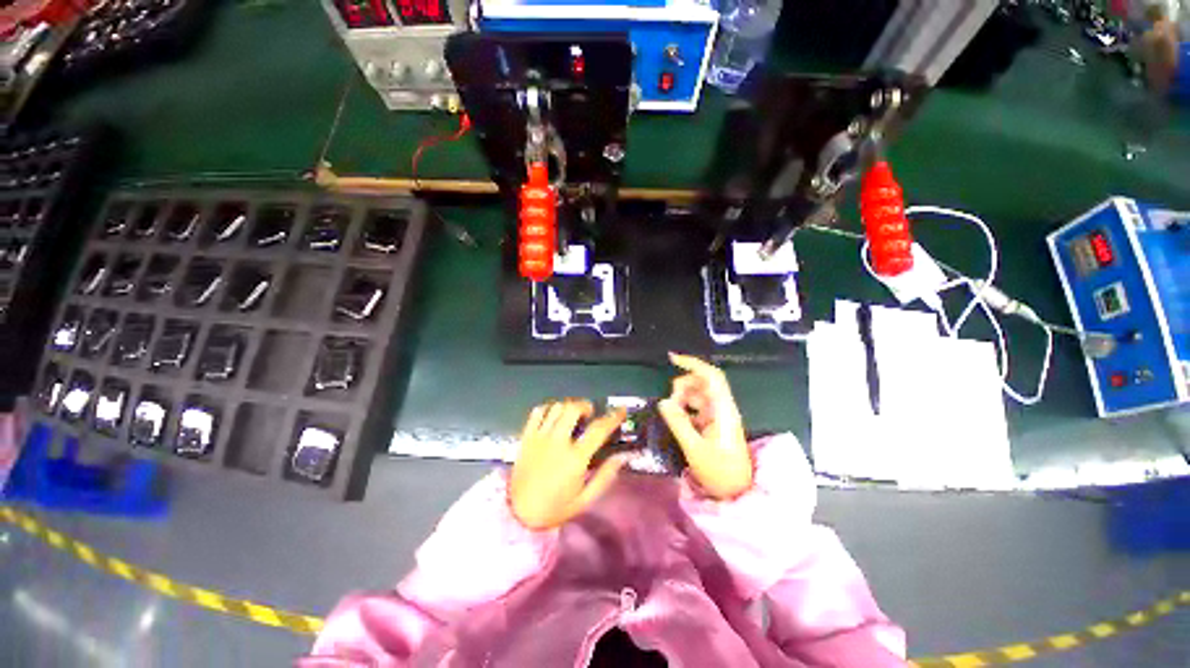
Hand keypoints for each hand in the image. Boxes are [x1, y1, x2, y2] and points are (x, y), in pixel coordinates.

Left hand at [509, 400, 628, 530]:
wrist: (518, 514)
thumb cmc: (555, 508)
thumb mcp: (585, 499)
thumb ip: (606, 476)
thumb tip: (624, 456)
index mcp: (575, 458)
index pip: (598, 429)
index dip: (613, 417)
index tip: (621, 411)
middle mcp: (557, 442)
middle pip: (574, 408)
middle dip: (586, 406)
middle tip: (590, 414)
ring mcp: (539, 437)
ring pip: (556, 407)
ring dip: (568, 406)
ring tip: (572, 416)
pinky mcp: (526, 437)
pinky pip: (537, 412)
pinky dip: (548, 409)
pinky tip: (554, 417)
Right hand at [657, 353, 752, 499]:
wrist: (736, 493)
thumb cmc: (720, 472)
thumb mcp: (695, 448)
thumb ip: (678, 423)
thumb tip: (663, 402)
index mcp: (723, 410)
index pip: (711, 377)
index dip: (693, 364)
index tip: (672, 359)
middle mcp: (721, 408)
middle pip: (701, 383)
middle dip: (682, 386)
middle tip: (670, 404)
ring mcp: (716, 416)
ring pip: (696, 394)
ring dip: (682, 398)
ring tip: (673, 415)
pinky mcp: (711, 424)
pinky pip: (694, 407)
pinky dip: (684, 409)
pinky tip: (677, 421)